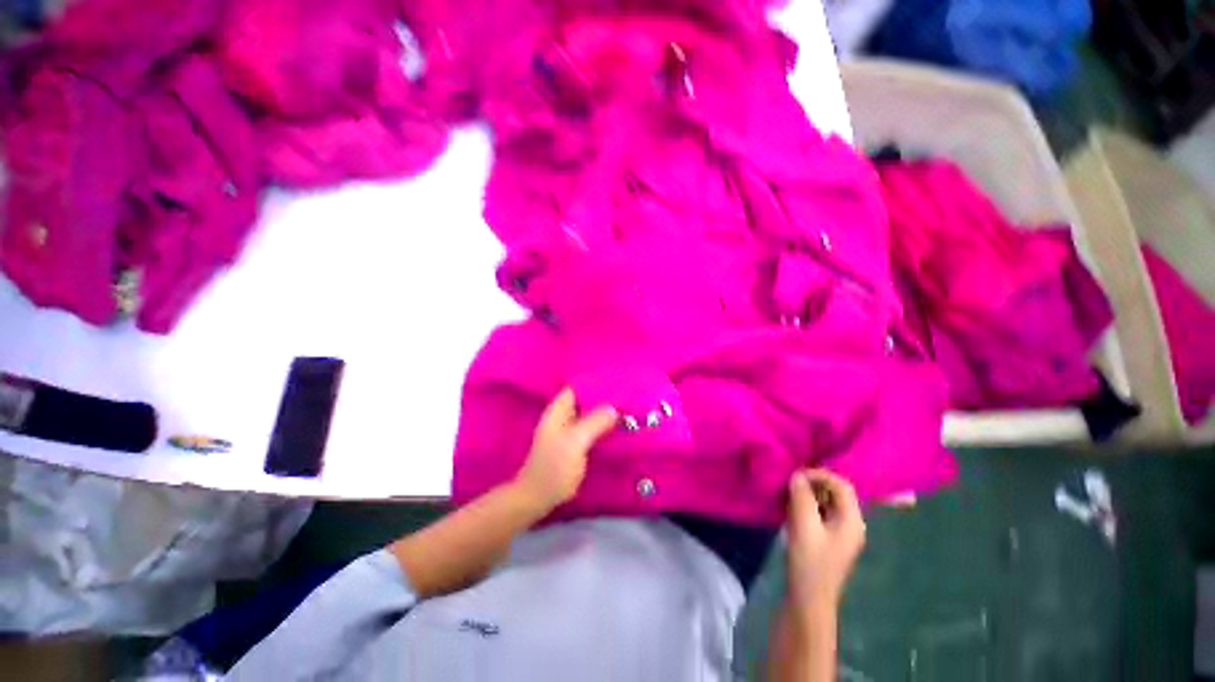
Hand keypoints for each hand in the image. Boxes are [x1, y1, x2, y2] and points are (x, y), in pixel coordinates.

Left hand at [512, 388, 617, 511]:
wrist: (538, 498)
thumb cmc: (554, 468)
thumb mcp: (575, 442)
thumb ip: (594, 422)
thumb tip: (614, 408)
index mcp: (558, 411)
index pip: (577, 387)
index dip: (595, 383)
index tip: (617, 384)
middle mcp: (563, 417)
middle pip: (585, 400)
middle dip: (604, 399)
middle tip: (628, 399)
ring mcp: (568, 432)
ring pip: (589, 415)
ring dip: (605, 414)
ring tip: (627, 411)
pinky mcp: (574, 445)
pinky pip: (591, 429)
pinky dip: (603, 427)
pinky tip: (618, 429)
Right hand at [786, 469, 865, 612]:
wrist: (809, 599)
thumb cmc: (809, 562)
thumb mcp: (803, 525)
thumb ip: (802, 496)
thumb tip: (798, 475)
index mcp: (853, 520)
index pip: (842, 485)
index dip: (819, 475)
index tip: (796, 475)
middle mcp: (852, 524)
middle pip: (837, 492)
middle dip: (814, 482)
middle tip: (791, 482)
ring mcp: (842, 533)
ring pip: (828, 501)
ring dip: (810, 493)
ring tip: (790, 493)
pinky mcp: (830, 539)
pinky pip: (822, 512)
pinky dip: (809, 504)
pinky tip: (793, 508)